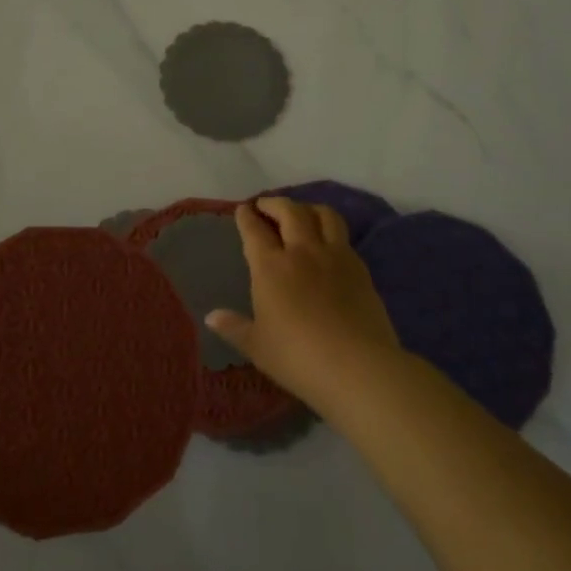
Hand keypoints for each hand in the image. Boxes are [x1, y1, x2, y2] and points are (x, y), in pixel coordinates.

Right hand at [205, 196, 402, 413]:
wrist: (357, 366)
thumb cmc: (298, 357)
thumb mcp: (258, 346)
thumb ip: (234, 327)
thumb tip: (211, 317)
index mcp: (271, 267)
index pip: (255, 231)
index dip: (246, 217)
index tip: (243, 209)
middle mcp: (302, 251)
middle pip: (290, 212)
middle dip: (275, 203)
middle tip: (266, 205)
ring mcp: (335, 256)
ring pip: (323, 215)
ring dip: (308, 208)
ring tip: (301, 213)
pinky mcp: (360, 268)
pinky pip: (343, 236)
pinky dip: (331, 230)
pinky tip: (329, 243)